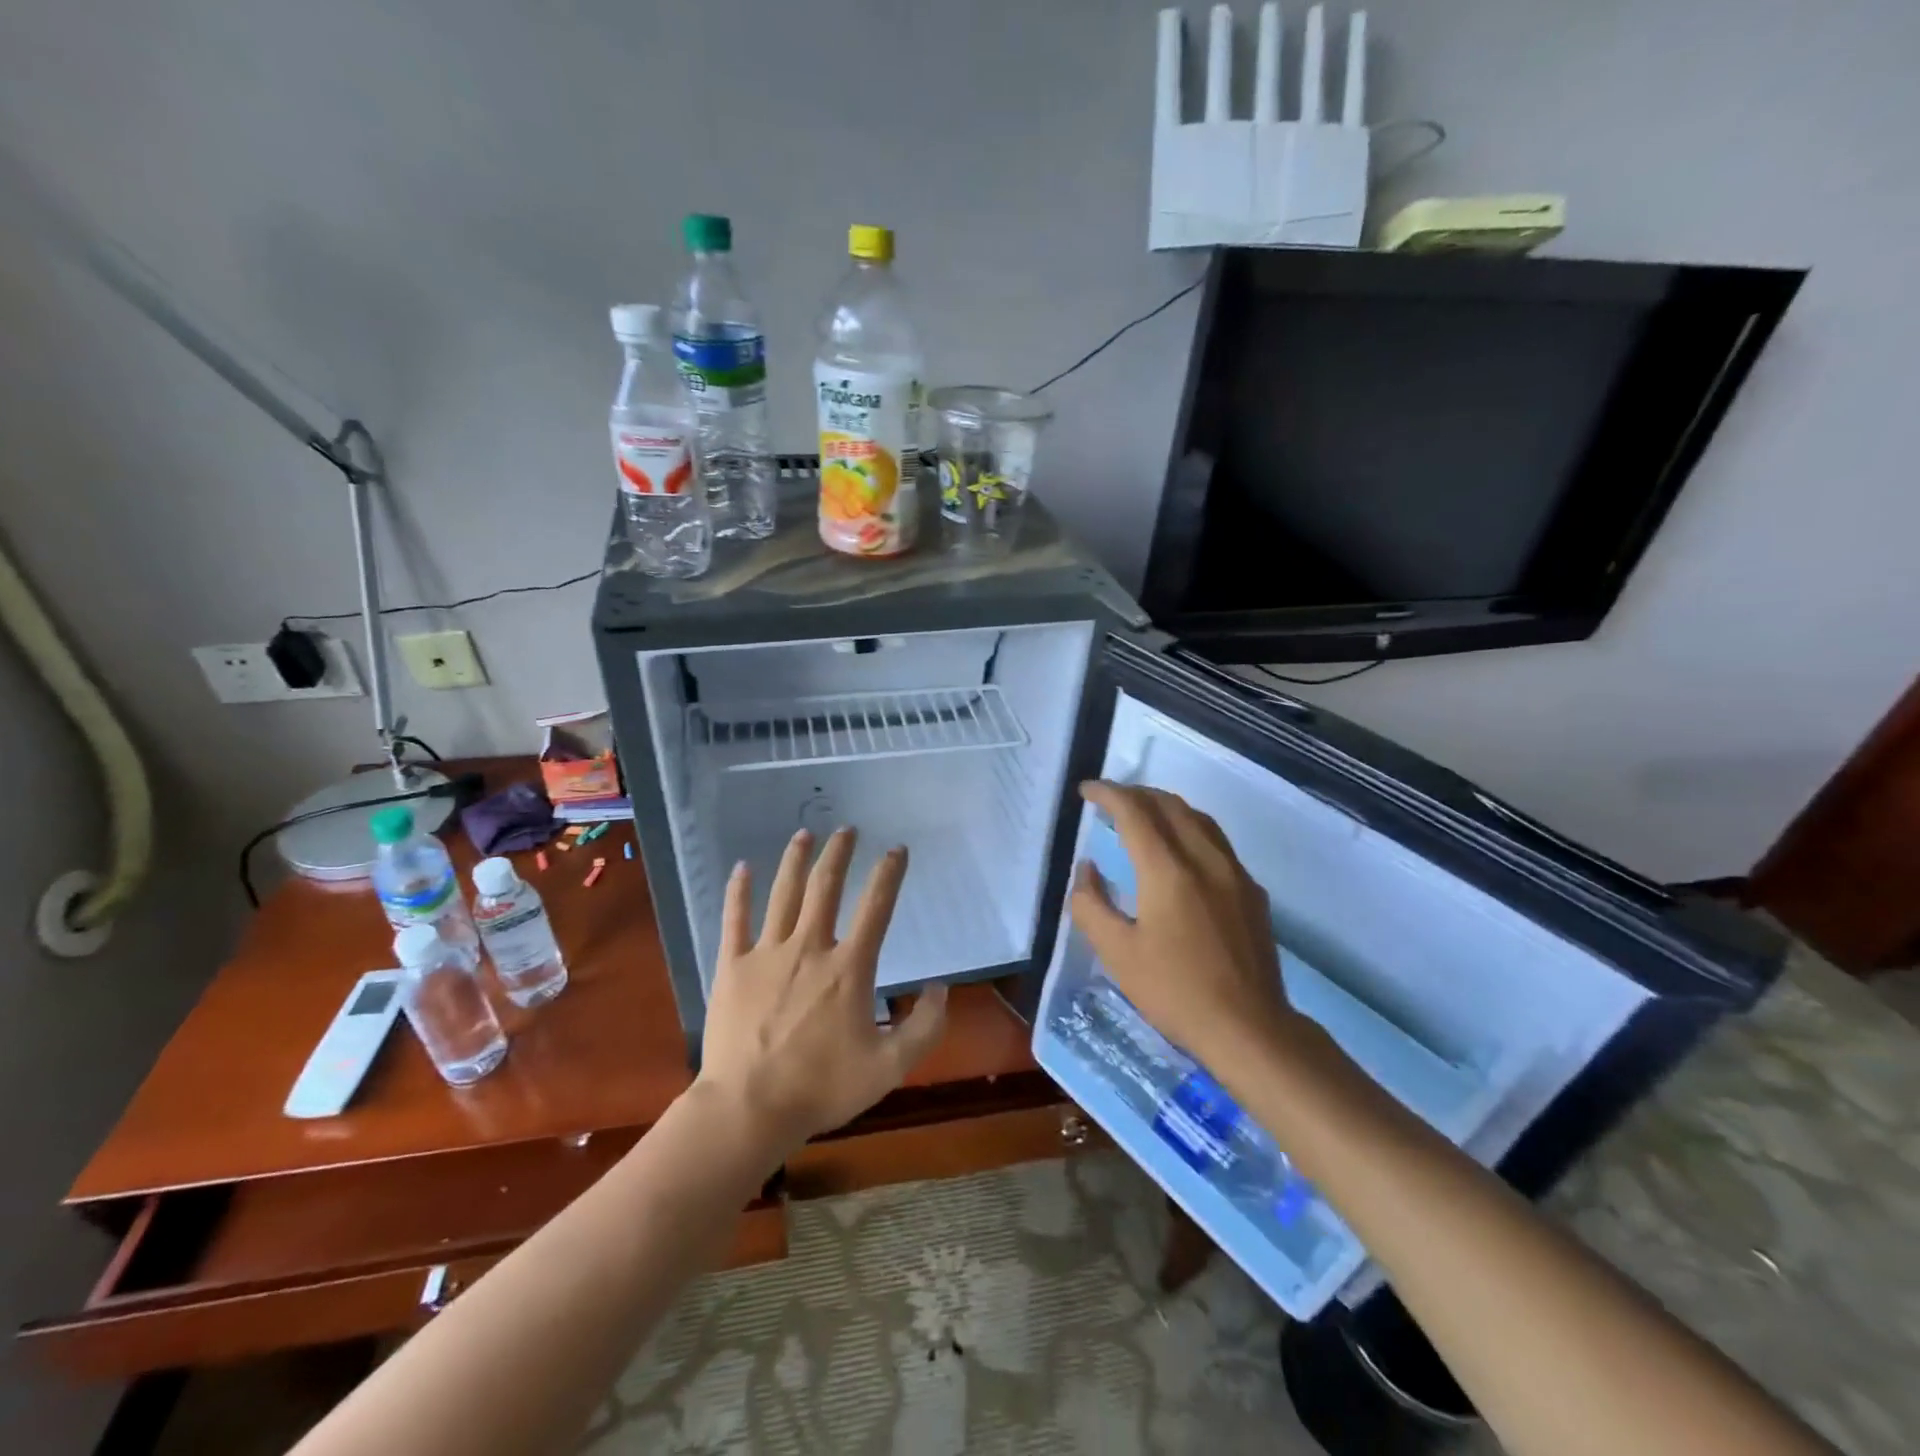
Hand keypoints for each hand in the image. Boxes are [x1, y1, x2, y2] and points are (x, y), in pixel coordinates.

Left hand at [696, 828, 948, 1154]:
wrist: (749, 1110)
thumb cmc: (822, 1088)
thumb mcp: (889, 1067)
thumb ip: (924, 1027)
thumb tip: (942, 988)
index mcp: (848, 968)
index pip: (875, 908)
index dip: (889, 875)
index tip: (897, 850)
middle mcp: (809, 948)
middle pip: (825, 887)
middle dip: (839, 854)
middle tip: (846, 829)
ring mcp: (767, 954)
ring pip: (783, 894)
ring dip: (795, 860)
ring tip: (805, 834)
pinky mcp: (732, 967)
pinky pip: (734, 920)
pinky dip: (739, 892)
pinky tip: (741, 867)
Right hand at [1070, 782, 1307, 1074]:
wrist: (1250, 1029)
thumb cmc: (1175, 992)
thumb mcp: (1117, 953)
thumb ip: (1092, 904)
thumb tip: (1087, 868)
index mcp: (1168, 870)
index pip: (1135, 812)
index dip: (1108, 794)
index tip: (1086, 791)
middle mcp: (1205, 859)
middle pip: (1170, 805)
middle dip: (1136, 794)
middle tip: (1110, 801)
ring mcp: (1235, 873)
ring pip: (1198, 818)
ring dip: (1166, 806)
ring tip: (1142, 816)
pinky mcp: (1252, 891)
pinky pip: (1217, 842)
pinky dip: (1189, 829)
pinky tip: (1180, 853)